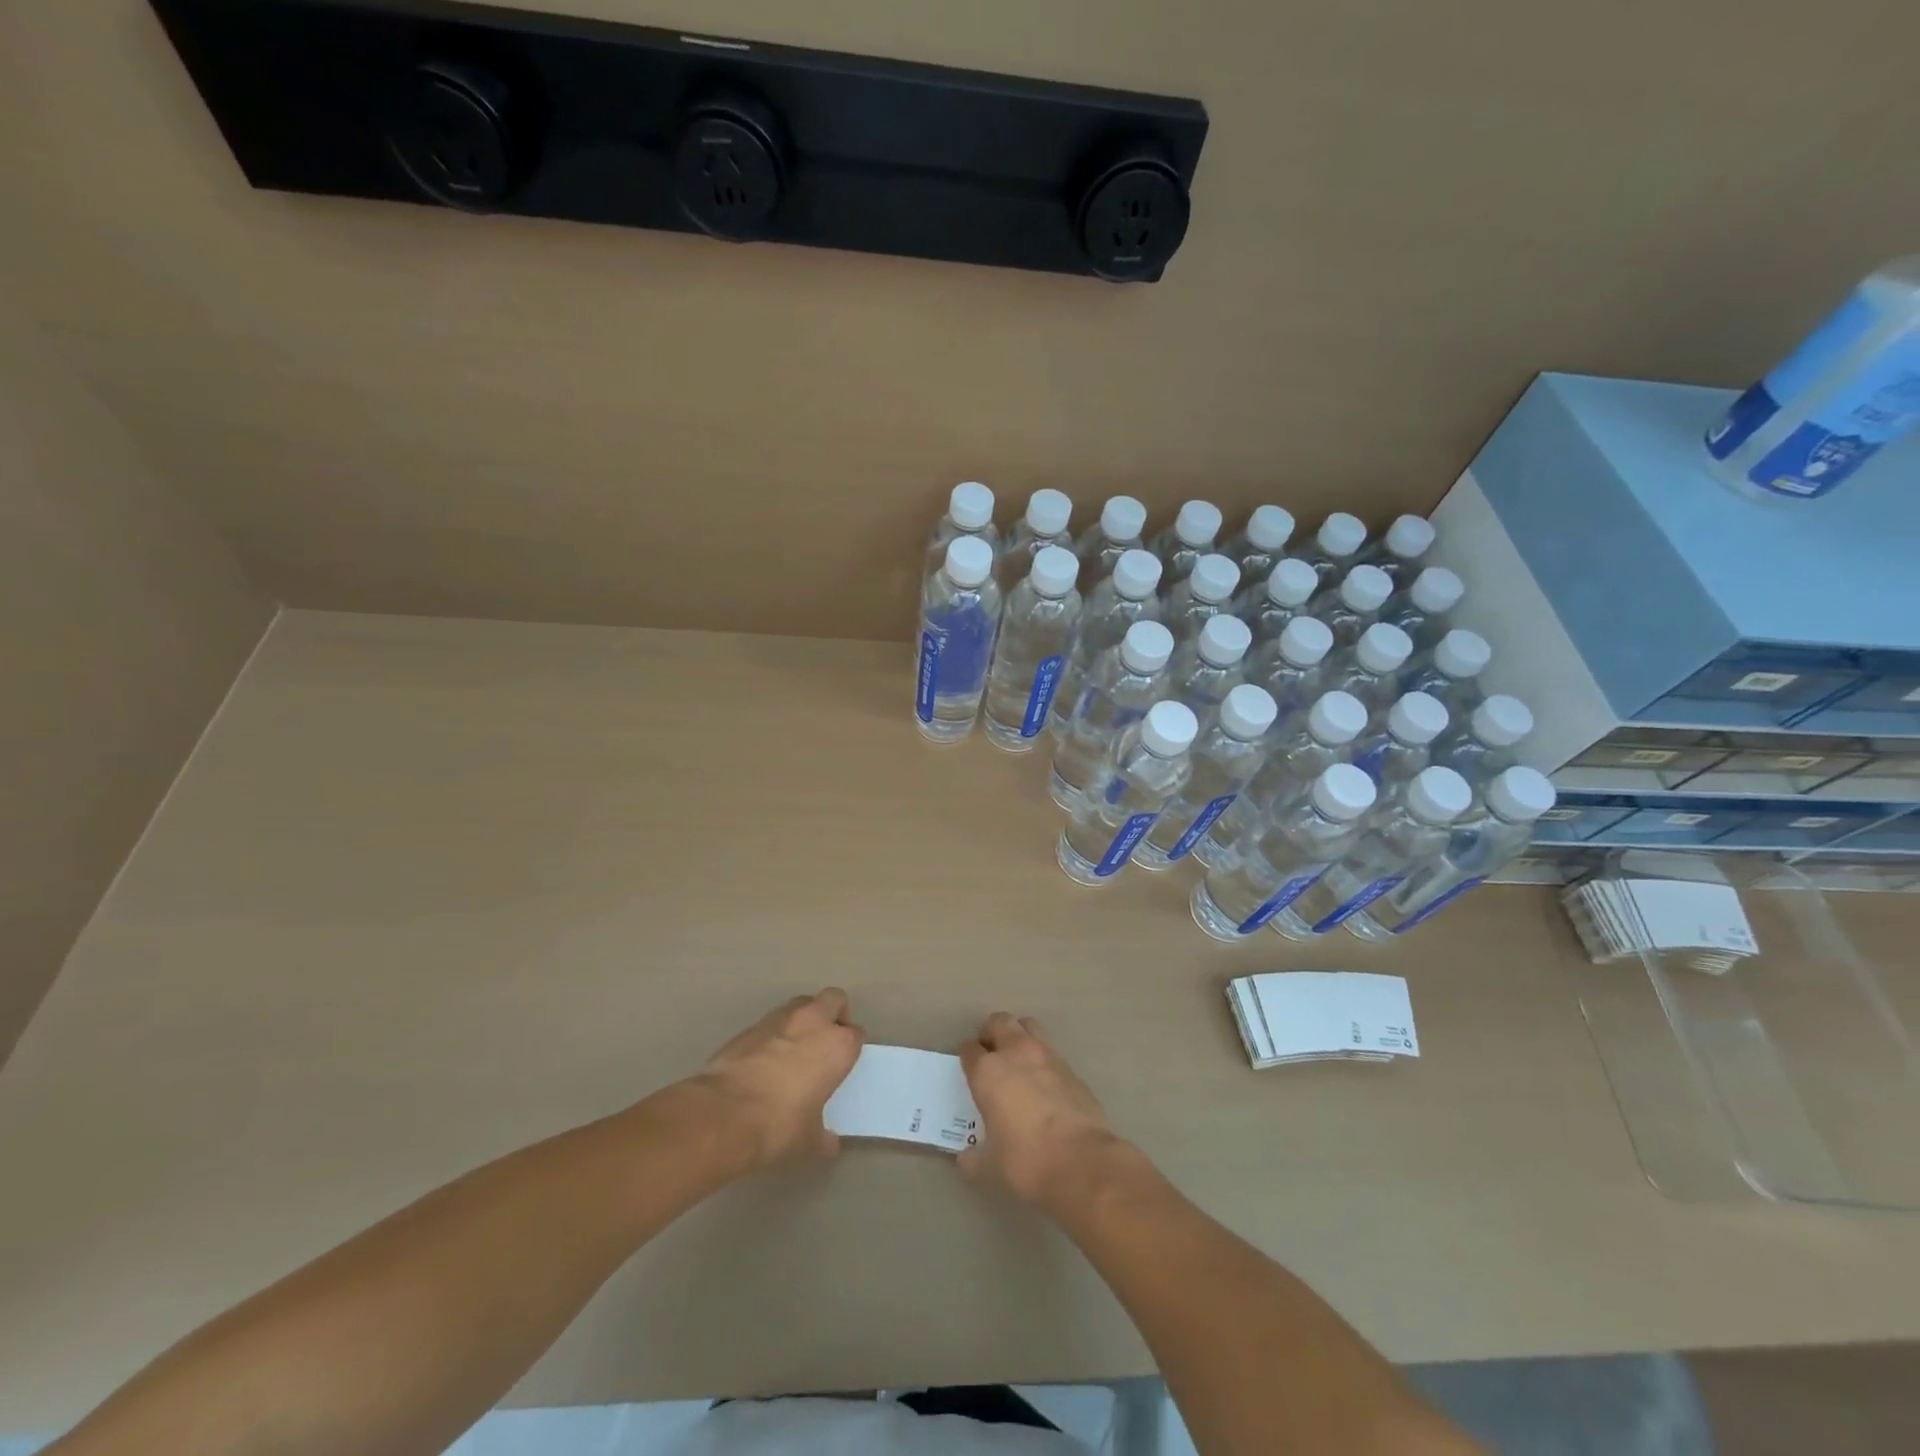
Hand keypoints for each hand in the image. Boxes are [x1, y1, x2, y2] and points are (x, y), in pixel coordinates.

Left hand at [697, 988, 863, 1165]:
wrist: (724, 1114)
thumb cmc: (779, 1126)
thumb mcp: (810, 1141)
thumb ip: (824, 1137)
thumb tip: (829, 1144)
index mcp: (838, 1046)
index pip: (856, 1034)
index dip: (851, 1047)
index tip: (843, 1063)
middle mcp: (813, 1022)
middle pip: (833, 999)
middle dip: (833, 1014)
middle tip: (826, 1041)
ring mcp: (780, 1019)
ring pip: (801, 1005)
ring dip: (803, 1020)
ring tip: (794, 1049)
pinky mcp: (750, 1026)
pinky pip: (771, 1023)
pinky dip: (773, 1035)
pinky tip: (765, 1061)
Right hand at [957, 1012, 1120, 1205]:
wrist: (1082, 1163)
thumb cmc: (1026, 1162)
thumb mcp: (989, 1166)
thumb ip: (973, 1157)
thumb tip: (966, 1158)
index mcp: (988, 1072)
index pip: (969, 1049)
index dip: (967, 1058)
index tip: (969, 1070)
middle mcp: (1015, 1053)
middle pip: (998, 1022)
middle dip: (991, 1034)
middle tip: (991, 1056)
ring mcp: (1047, 1055)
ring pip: (1028, 1026)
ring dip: (1019, 1036)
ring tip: (1018, 1061)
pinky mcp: (1071, 1067)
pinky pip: (1051, 1051)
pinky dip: (1043, 1059)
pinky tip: (1044, 1084)